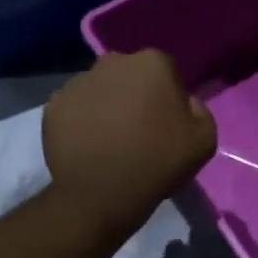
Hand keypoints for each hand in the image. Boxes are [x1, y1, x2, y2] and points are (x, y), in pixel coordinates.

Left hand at [44, 51, 216, 237]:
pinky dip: (81, 121)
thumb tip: (182, 102)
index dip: (169, 95)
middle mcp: (111, 62)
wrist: (101, 195)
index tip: (167, 121)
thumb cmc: (157, 163)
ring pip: (100, 89)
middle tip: (139, 129)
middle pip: (129, 74)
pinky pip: (75, 108)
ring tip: (110, 140)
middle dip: (135, 94)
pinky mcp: (53, 106)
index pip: (166, 70)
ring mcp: (77, 82)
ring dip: (106, 105)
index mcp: (151, 63)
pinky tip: (89, 145)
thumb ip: (198, 109)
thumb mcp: (204, 139)